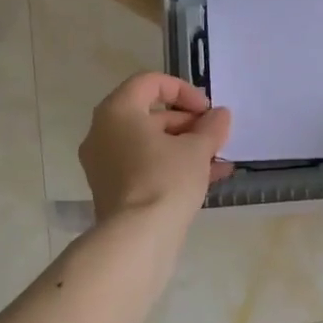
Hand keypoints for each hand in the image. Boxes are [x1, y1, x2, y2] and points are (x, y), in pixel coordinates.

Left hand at [80, 73, 233, 221]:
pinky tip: (208, 177)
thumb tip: (220, 115)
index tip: (207, 110)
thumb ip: (211, 127)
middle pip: (149, 114)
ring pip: (149, 143)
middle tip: (213, 135)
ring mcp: (104, 163)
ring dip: (184, 146)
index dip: (183, 91)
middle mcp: (103, 132)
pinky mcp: (112, 190)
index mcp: (118, 111)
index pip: (150, 83)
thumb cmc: (165, 180)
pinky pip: (144, 166)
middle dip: (187, 122)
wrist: (137, 239)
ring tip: (217, 158)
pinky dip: (171, 165)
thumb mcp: (197, 148)